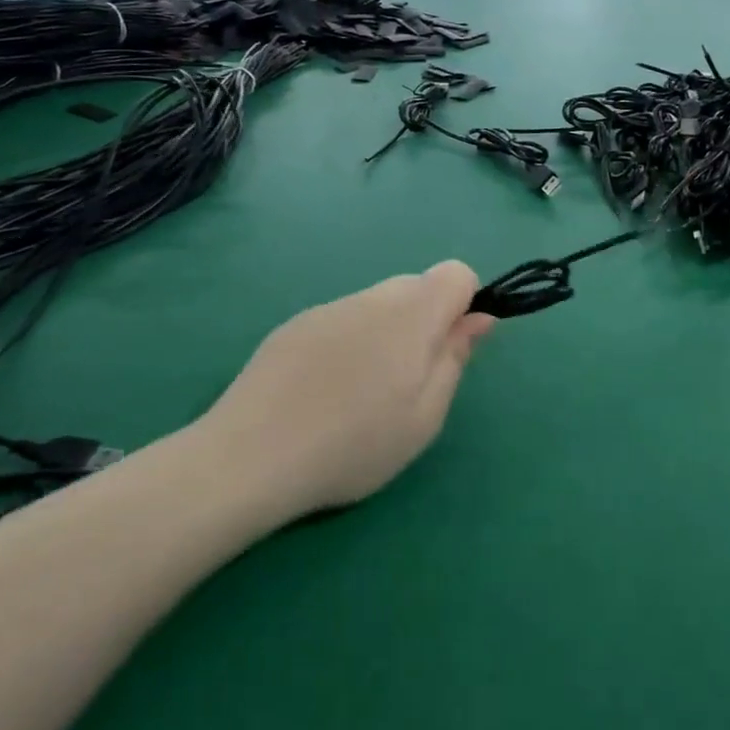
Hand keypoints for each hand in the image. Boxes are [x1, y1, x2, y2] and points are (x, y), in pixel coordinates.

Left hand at [203, 262, 493, 515]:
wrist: (250, 456)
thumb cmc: (354, 444)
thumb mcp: (424, 417)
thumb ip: (455, 358)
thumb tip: (479, 318)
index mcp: (412, 314)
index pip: (457, 273)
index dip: (465, 305)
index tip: (450, 350)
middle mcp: (371, 297)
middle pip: (417, 286)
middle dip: (426, 322)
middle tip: (407, 383)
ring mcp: (328, 308)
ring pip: (377, 304)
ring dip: (386, 333)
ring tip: (361, 393)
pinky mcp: (294, 325)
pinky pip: (342, 320)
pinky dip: (349, 342)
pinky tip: (323, 391)